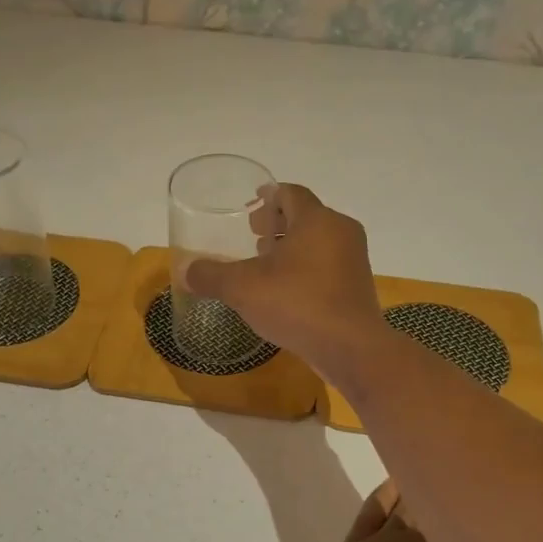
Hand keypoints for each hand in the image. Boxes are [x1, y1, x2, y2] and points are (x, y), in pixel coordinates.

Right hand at [180, 184, 385, 383]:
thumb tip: (185, 271)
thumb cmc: (297, 304)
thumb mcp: (243, 288)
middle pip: (306, 216)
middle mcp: (341, 231)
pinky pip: (328, 265)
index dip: (268, 197)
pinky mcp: (358, 286)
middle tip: (253, 236)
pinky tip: (287, 290)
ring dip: (292, 247)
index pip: (290, 193)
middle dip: (278, 224)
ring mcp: (354, 259)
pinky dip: (307, 268)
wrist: (350, 348)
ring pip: (318, 242)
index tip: (250, 206)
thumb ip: (211, 276)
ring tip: (266, 264)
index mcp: (316, 219)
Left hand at [289, 481, 511, 541]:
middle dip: (465, 498)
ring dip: (431, 490)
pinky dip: (390, 491)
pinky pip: (374, 508)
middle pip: (448, 509)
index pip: (484, 530)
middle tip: (479, 488)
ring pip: (412, 503)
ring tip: (447, 476)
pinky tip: (402, 482)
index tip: (509, 506)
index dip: (496, 516)